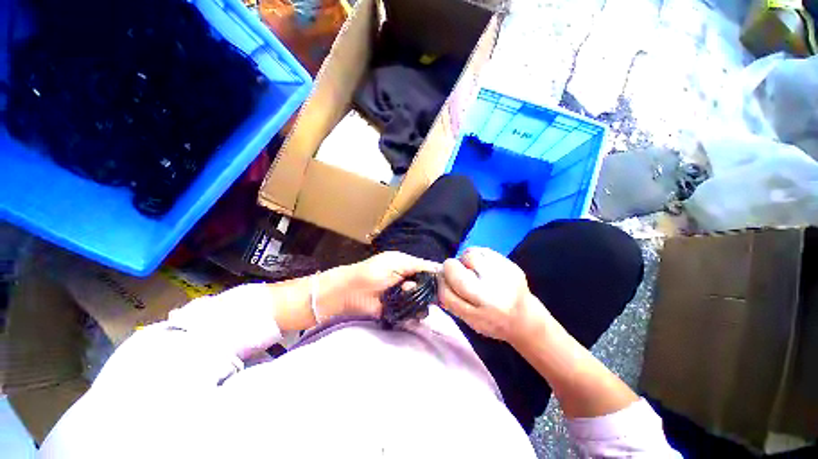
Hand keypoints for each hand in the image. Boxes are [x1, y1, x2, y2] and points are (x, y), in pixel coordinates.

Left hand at [327, 251, 439, 317]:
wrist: (349, 293)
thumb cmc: (373, 272)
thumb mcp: (397, 262)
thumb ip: (419, 265)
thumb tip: (441, 269)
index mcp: (409, 266)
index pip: (431, 271)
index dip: (439, 277)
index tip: (446, 284)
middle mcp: (410, 281)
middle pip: (429, 288)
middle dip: (427, 290)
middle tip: (416, 288)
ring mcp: (405, 297)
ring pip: (423, 301)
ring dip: (418, 300)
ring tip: (404, 295)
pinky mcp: (400, 311)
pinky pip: (414, 313)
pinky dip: (413, 312)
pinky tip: (406, 308)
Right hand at [438, 247, 546, 343]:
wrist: (525, 319)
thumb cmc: (492, 321)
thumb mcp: (468, 320)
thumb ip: (452, 300)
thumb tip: (438, 276)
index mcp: (477, 315)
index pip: (446, 292)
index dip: (441, 283)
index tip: (443, 280)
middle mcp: (490, 297)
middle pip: (455, 270)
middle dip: (450, 267)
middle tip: (455, 270)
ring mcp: (503, 279)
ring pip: (470, 255)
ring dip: (465, 259)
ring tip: (472, 267)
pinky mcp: (512, 267)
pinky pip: (484, 251)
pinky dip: (479, 256)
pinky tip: (483, 265)